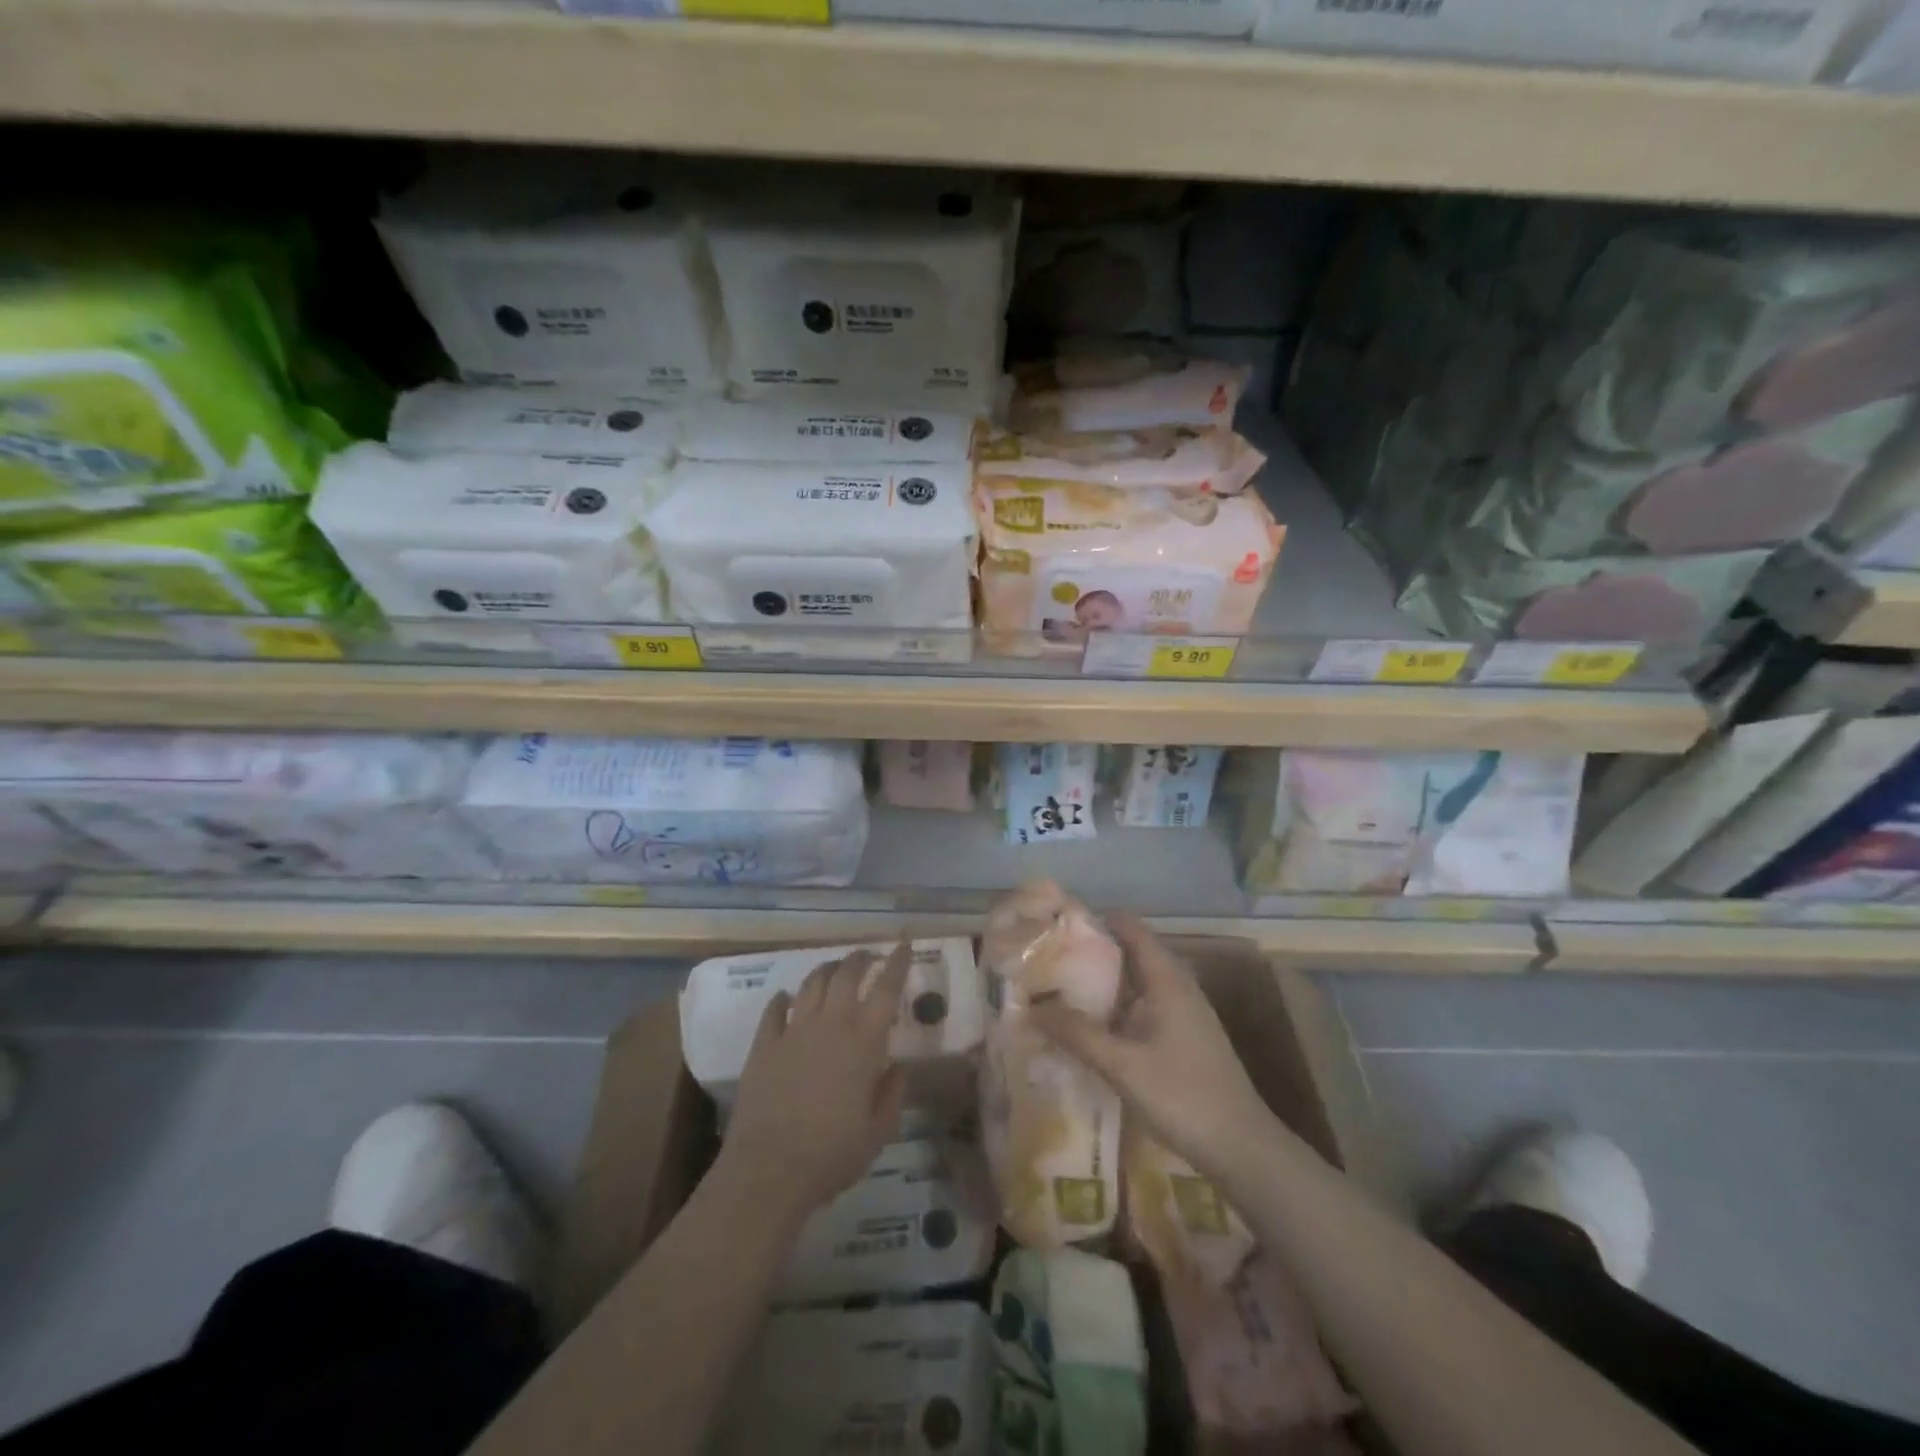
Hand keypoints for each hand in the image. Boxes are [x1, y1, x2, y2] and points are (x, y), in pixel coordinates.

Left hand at [719, 942, 910, 1225]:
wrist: (768, 1171)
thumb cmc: (831, 1155)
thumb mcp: (878, 1133)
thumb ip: (892, 1094)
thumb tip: (898, 1066)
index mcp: (863, 1042)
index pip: (886, 989)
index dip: (897, 963)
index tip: (903, 946)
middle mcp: (830, 1025)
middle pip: (846, 975)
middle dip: (859, 958)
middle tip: (868, 955)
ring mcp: (793, 1032)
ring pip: (811, 984)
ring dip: (825, 970)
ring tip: (833, 969)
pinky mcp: (763, 1046)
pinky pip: (774, 1011)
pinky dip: (782, 999)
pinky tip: (785, 998)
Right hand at [1028, 914, 1273, 1179]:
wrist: (1242, 1149)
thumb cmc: (1183, 1096)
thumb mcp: (1123, 1065)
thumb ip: (1078, 1034)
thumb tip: (1032, 1008)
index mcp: (1168, 980)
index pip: (1132, 930)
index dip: (1099, 920)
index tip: (1060, 922)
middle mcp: (1179, 987)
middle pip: (1136, 952)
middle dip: (1097, 950)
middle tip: (1053, 955)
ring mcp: (1186, 1014)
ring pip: (1141, 981)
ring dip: (1108, 980)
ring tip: (1066, 986)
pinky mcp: (1186, 1038)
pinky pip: (1147, 1005)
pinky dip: (1120, 1005)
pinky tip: (1097, 1026)